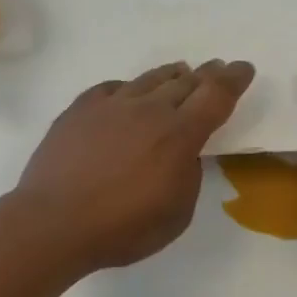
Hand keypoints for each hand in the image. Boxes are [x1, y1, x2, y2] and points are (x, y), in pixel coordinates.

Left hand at [16, 59, 254, 274]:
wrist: (52, 224)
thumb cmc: (121, 228)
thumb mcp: (177, 214)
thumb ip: (188, 177)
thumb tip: (183, 155)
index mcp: (179, 135)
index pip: (216, 96)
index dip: (234, 79)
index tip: (244, 68)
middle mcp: (149, 110)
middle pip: (186, 82)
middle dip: (208, 74)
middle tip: (218, 68)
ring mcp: (111, 106)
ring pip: (149, 79)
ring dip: (171, 75)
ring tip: (181, 71)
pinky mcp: (80, 110)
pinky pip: (113, 88)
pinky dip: (130, 87)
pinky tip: (130, 92)